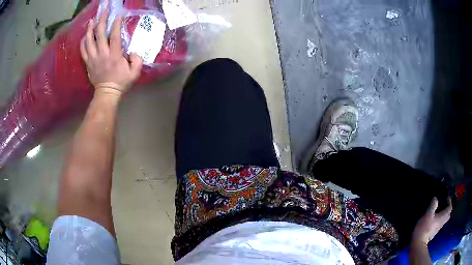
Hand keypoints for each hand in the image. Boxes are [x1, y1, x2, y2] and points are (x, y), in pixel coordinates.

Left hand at [80, 7, 142, 95]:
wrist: (106, 93)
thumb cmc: (121, 82)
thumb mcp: (135, 73)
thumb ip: (137, 60)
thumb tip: (133, 51)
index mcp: (114, 55)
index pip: (115, 36)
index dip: (116, 24)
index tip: (118, 15)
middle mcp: (102, 54)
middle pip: (100, 34)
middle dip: (102, 20)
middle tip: (104, 11)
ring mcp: (93, 58)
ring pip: (89, 40)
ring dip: (90, 29)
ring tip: (92, 20)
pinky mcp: (87, 62)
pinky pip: (83, 50)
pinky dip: (83, 41)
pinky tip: (85, 35)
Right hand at [412, 197, 452, 244]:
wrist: (418, 243)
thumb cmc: (424, 227)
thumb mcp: (428, 214)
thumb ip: (433, 205)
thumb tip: (436, 198)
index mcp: (442, 217)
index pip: (450, 208)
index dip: (450, 202)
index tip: (447, 198)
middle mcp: (442, 222)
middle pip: (448, 215)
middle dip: (448, 209)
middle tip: (445, 205)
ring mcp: (437, 229)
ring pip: (444, 220)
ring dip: (443, 215)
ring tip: (439, 211)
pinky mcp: (433, 233)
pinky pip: (439, 224)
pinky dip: (438, 220)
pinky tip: (434, 220)